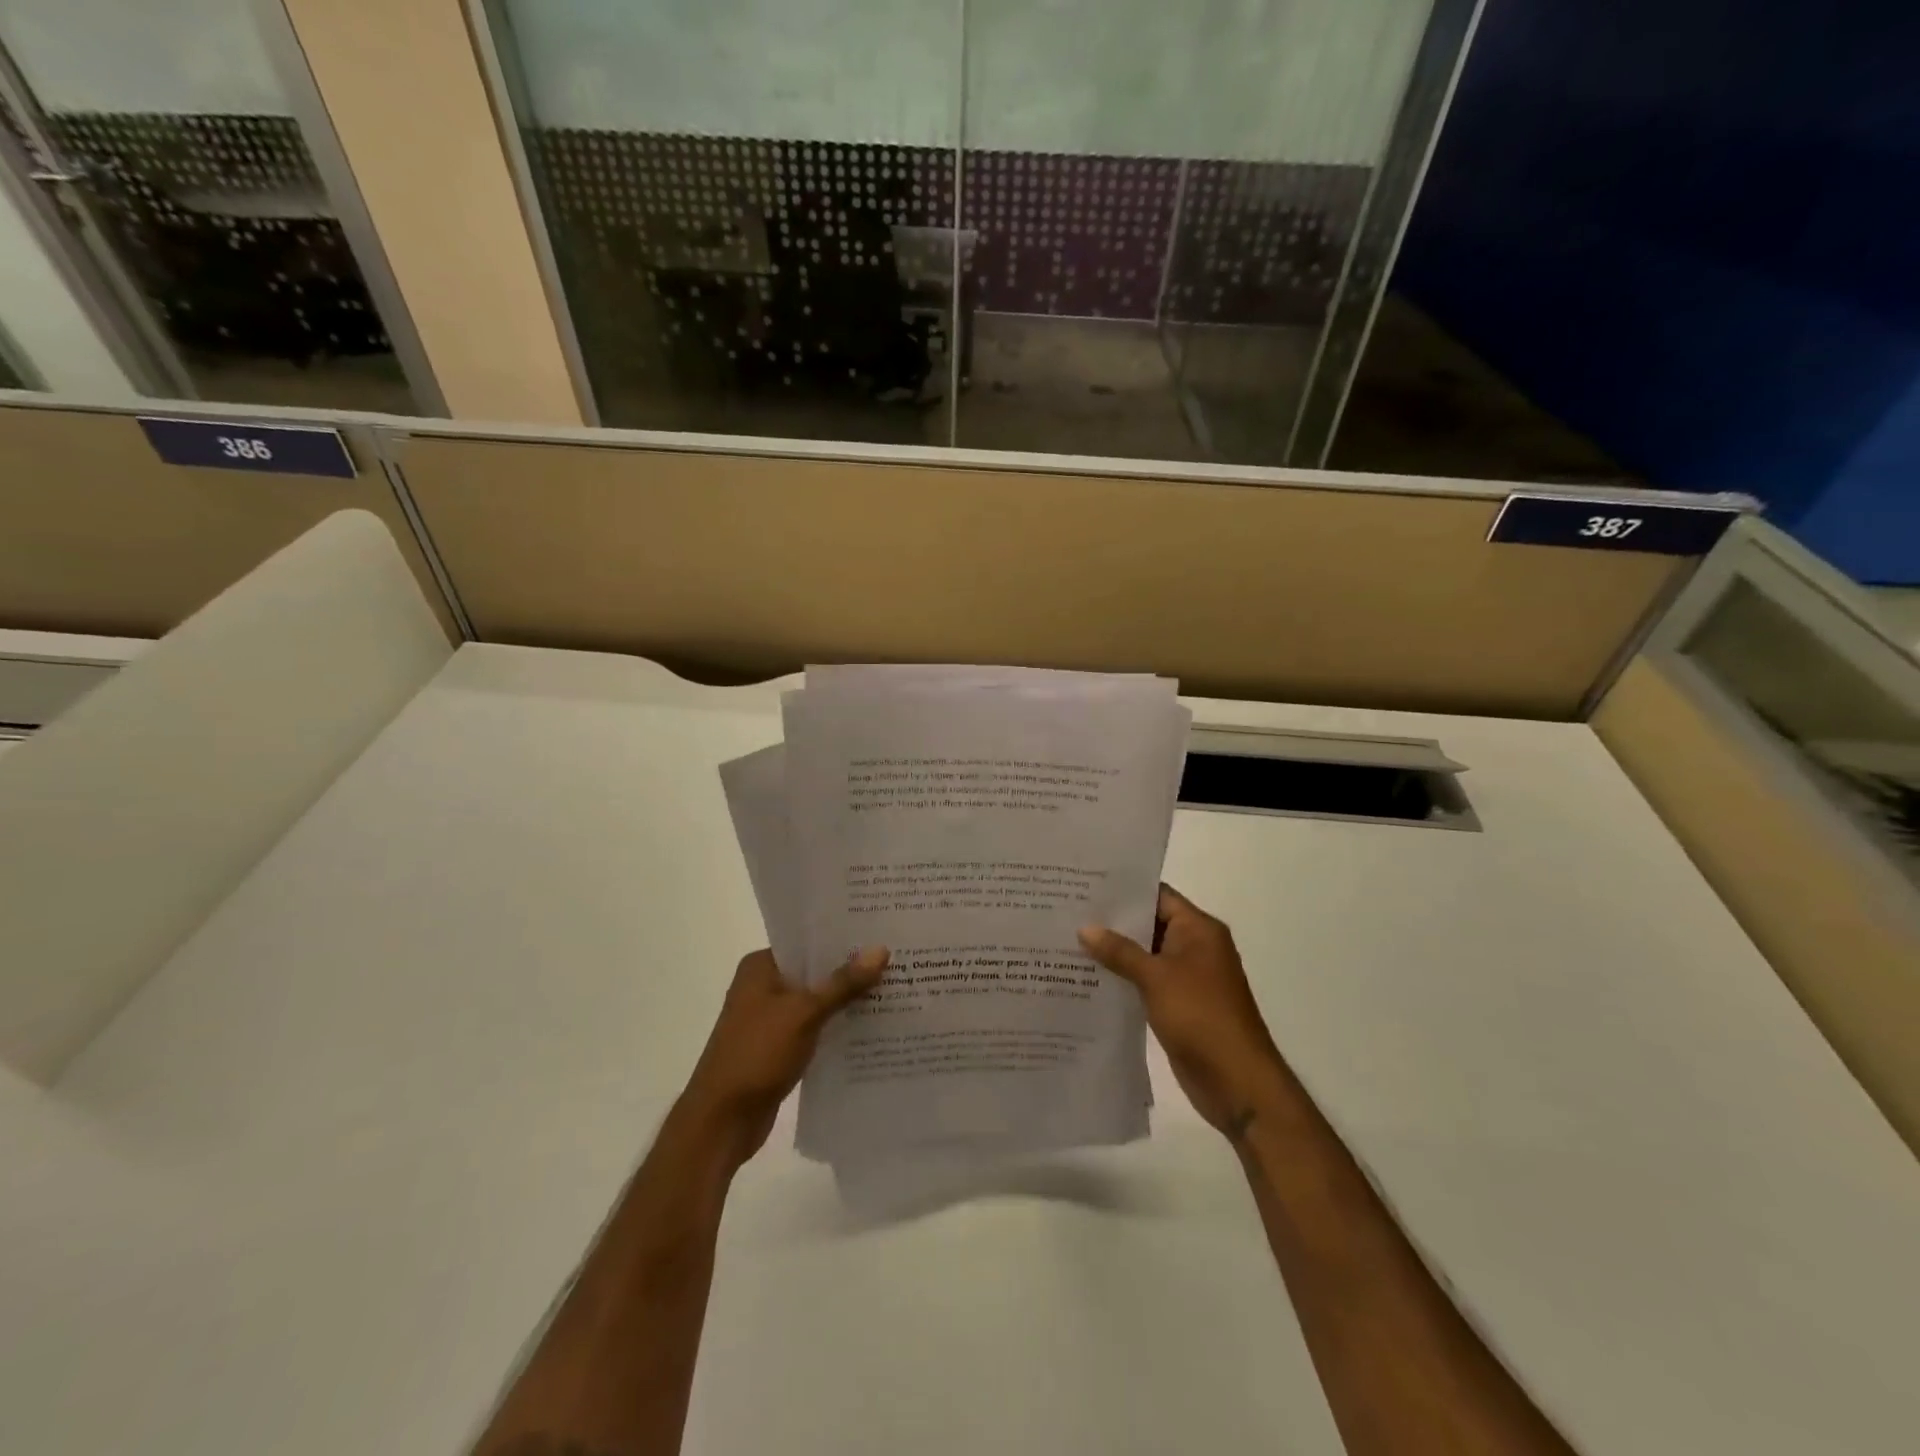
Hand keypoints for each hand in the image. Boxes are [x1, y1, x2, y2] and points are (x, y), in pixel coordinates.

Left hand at [678, 946, 889, 1168]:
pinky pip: (815, 1028)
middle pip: (814, 971)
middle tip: (896, 959)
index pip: (807, 941)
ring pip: (817, 1001)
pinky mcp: (778, 1048)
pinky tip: (871, 1027)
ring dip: (847, 1000)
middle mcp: (763, 987)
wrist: (721, 1122)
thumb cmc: (757, 1054)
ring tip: (893, 989)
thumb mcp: (804, 1013)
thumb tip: (881, 949)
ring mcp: (770, 1019)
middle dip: (851, 970)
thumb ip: (843, 983)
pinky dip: (837, 1027)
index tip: (880, 931)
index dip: (842, 937)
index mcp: (760, 967)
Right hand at [1080, 886, 1288, 1138]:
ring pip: (1145, 955)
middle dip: (1112, 921)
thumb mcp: (1156, 977)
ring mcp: (1187, 978)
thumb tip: (1085, 928)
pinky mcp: (1178, 1005)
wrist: (1237, 1081)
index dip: (1124, 890)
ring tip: (1069, 940)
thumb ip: (1120, 951)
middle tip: (1069, 911)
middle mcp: (1195, 947)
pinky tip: (1088, 977)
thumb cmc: (1200, 1016)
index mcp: (1198, 930)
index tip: (1086, 884)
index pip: (1158, 895)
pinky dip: (1123, 978)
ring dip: (1114, 952)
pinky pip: (1145, 982)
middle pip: (1149, 924)